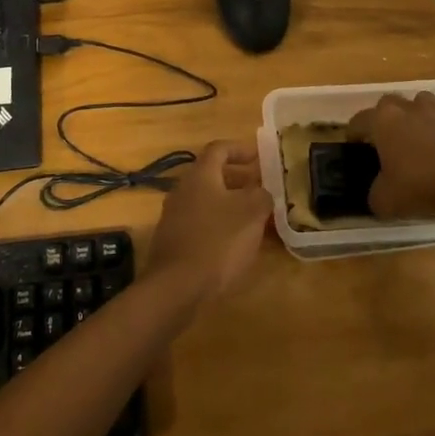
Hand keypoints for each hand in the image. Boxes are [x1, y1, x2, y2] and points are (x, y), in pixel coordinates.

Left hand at [147, 140, 272, 307]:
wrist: (177, 286)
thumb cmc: (217, 241)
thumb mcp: (251, 214)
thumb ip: (261, 196)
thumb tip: (262, 191)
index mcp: (200, 175)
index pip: (219, 148)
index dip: (240, 148)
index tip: (260, 157)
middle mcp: (182, 189)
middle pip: (211, 175)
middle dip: (238, 179)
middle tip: (261, 189)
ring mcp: (173, 215)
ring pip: (206, 200)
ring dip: (229, 204)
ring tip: (252, 219)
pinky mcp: (172, 240)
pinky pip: (199, 222)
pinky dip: (218, 224)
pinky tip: (233, 243)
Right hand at [346, 92, 434, 218]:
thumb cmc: (421, 187)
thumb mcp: (385, 200)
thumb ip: (375, 193)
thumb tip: (377, 193)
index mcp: (384, 122)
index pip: (359, 120)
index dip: (353, 133)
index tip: (354, 146)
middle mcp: (411, 110)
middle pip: (391, 102)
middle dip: (386, 117)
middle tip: (387, 139)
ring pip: (425, 101)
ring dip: (421, 114)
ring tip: (422, 134)